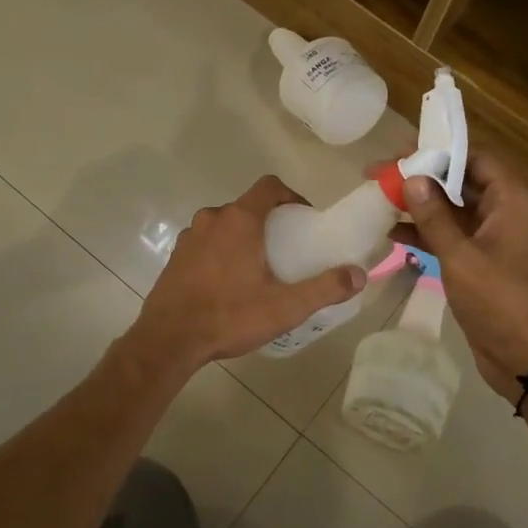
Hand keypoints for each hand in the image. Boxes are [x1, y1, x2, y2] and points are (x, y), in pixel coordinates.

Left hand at [128, 176, 365, 369]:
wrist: (168, 340)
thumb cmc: (229, 316)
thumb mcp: (285, 307)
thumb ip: (325, 288)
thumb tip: (359, 274)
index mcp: (239, 220)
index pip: (269, 186)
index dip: (291, 196)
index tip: (304, 219)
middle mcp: (212, 219)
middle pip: (248, 207)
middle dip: (270, 222)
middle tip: (287, 250)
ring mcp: (189, 237)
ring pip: (225, 226)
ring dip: (243, 238)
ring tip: (259, 269)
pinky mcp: (175, 257)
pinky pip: (206, 244)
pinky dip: (221, 253)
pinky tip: (228, 284)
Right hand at [397, 153, 527, 400]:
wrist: (524, 356)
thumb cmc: (498, 300)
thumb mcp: (460, 255)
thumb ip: (434, 216)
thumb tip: (410, 179)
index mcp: (511, 200)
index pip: (475, 157)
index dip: (438, 151)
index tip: (401, 152)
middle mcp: (504, 210)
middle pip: (460, 180)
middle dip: (421, 177)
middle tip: (380, 173)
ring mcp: (492, 236)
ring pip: (451, 208)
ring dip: (419, 204)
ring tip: (378, 198)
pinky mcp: (479, 259)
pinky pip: (450, 234)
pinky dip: (424, 232)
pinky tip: (391, 232)